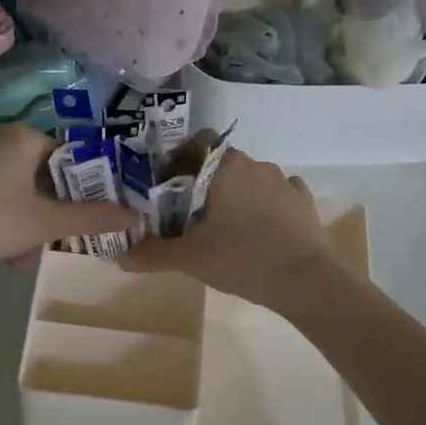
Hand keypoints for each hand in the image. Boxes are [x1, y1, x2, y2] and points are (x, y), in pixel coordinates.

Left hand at [0, 125, 134, 277]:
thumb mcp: (45, 223)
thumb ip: (92, 218)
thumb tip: (135, 217)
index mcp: (23, 136)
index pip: (69, 154)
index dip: (85, 186)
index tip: (89, 215)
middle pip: (42, 174)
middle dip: (50, 213)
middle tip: (53, 243)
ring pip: (17, 188)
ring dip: (27, 223)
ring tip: (21, 260)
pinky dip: (2, 218)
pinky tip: (1, 253)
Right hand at [122, 149, 342, 307]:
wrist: (305, 281)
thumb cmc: (241, 258)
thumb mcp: (190, 259)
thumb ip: (153, 253)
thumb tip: (121, 257)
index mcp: (225, 166)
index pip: (198, 143)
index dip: (182, 161)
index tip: (172, 188)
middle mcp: (255, 164)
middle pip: (223, 164)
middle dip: (208, 185)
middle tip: (193, 216)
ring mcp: (284, 181)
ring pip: (251, 179)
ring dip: (238, 195)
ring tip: (228, 228)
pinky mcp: (304, 201)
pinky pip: (278, 195)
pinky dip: (267, 207)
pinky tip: (261, 230)